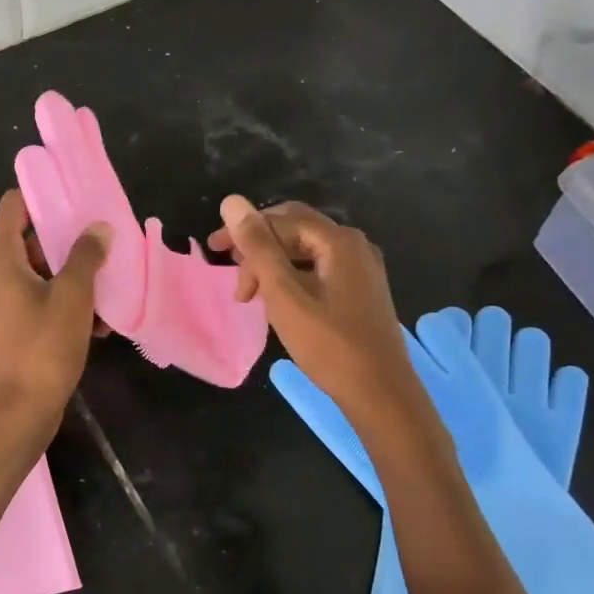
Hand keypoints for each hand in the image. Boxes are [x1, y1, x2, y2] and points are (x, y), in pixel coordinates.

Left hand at [0, 189, 108, 431]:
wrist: (21, 410)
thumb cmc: (44, 346)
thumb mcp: (73, 296)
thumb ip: (85, 256)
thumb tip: (98, 228)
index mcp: (1, 260)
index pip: (13, 207)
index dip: (41, 195)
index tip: (74, 198)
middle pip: (29, 240)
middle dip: (66, 242)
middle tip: (101, 243)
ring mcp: (0, 304)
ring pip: (39, 274)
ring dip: (72, 278)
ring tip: (107, 289)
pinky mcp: (10, 328)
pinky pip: (38, 302)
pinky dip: (64, 305)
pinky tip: (97, 325)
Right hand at [208, 196, 427, 431]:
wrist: (380, 392)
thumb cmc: (328, 344)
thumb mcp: (283, 294)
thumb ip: (257, 247)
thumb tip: (231, 202)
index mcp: (338, 241)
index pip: (281, 218)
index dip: (243, 230)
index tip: (214, 252)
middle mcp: (354, 245)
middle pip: (295, 229)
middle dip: (257, 245)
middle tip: (229, 270)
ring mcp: (361, 268)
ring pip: (305, 250)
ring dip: (272, 264)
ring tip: (249, 293)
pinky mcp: (360, 290)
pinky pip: (318, 268)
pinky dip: (290, 277)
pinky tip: (276, 300)